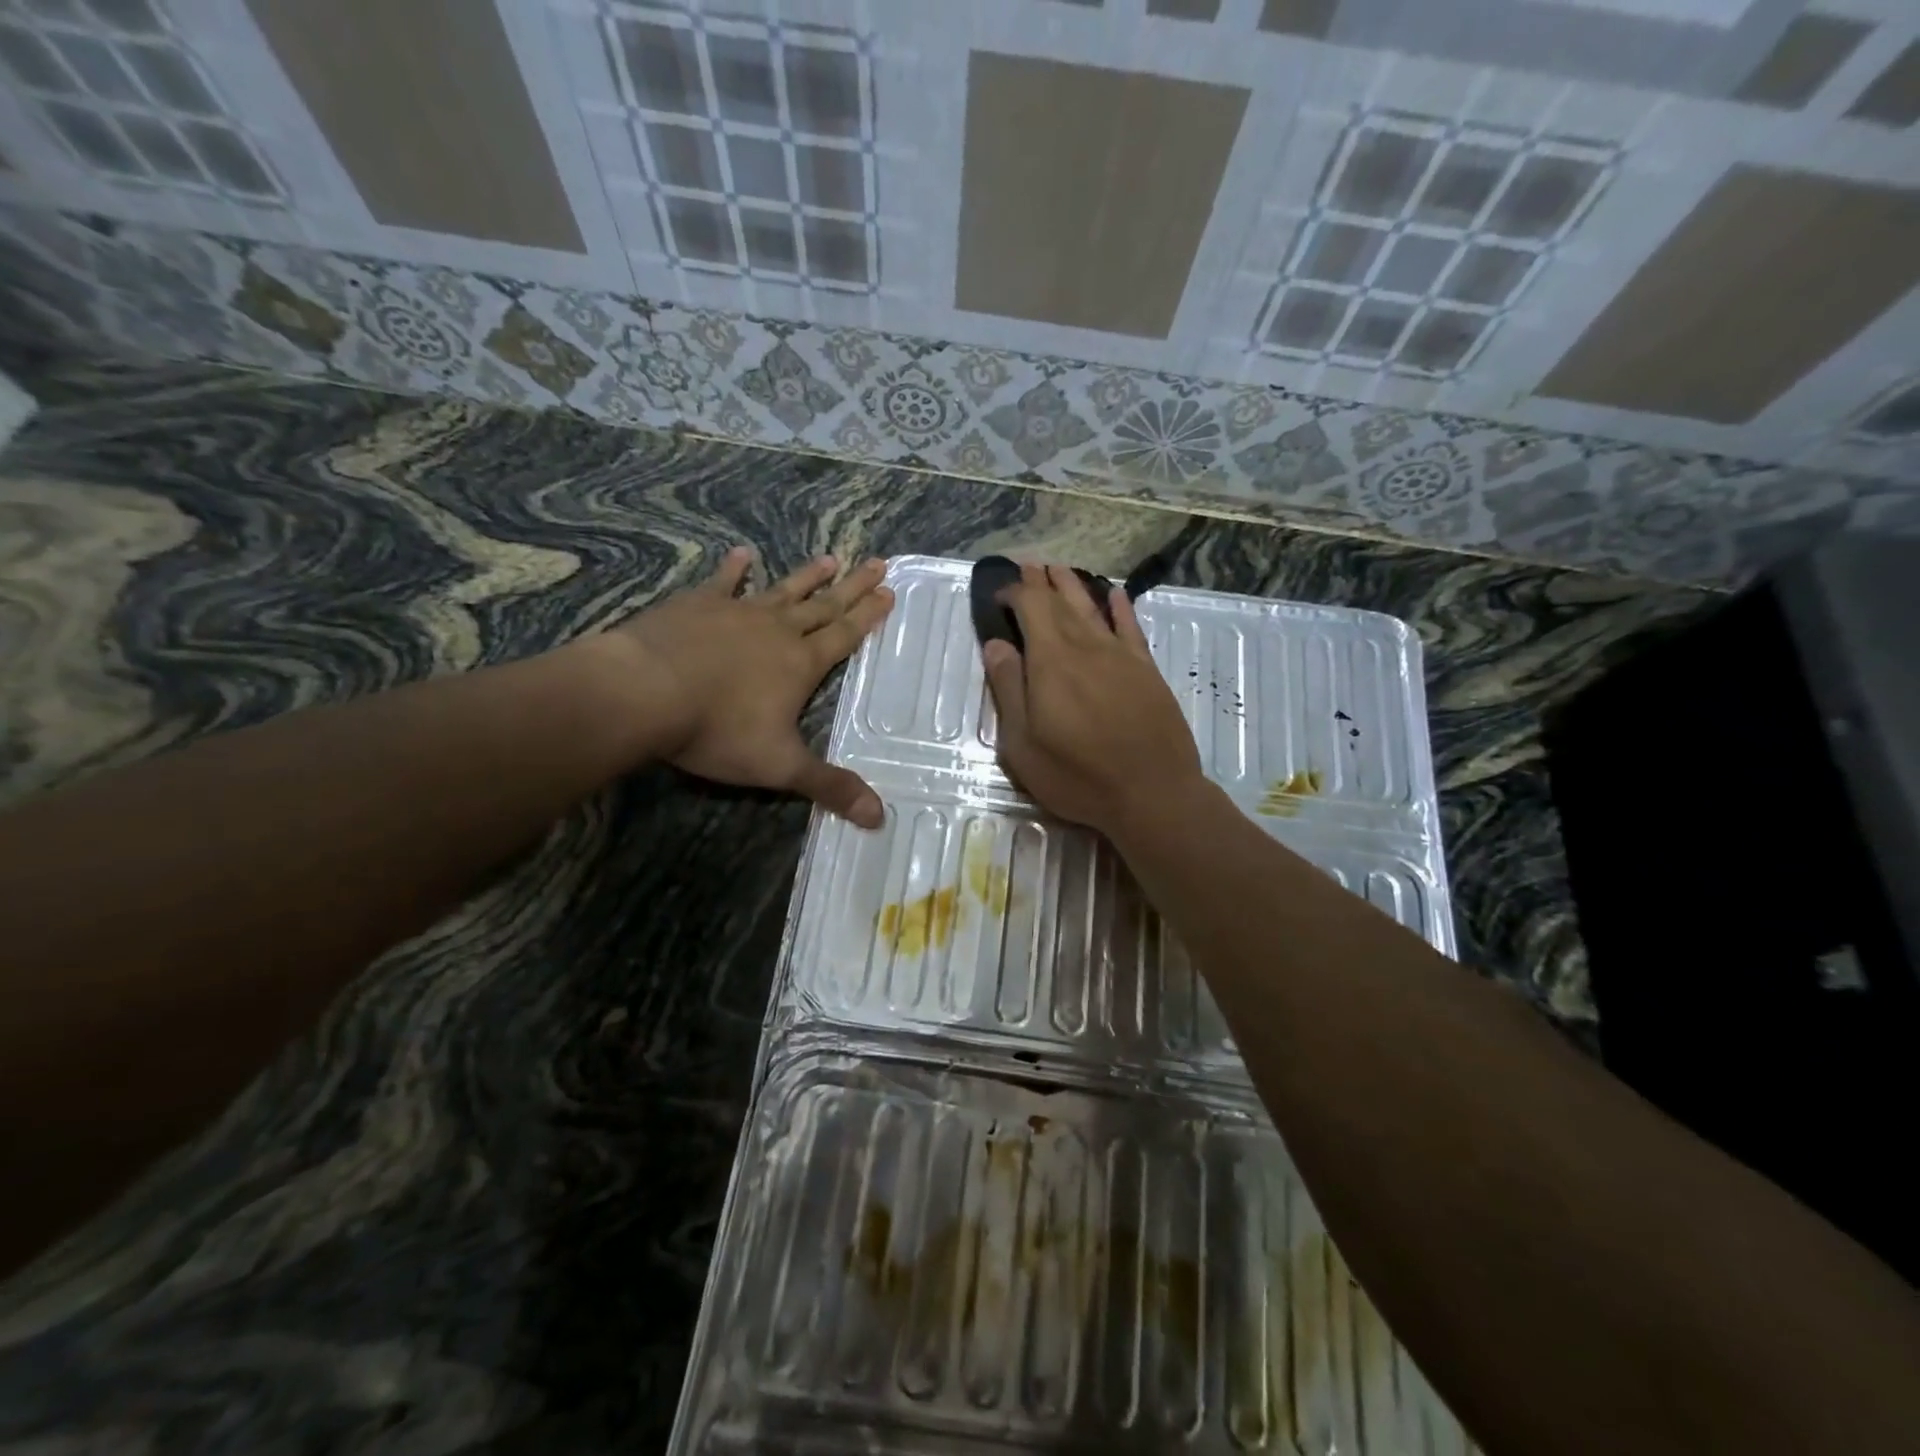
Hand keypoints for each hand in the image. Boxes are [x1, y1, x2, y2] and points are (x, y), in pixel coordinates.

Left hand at [600, 546, 893, 826]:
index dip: (869, 616)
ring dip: (808, 576)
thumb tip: (880, 818)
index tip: (889, 592)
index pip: (844, 635)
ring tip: (831, 558)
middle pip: (823, 605)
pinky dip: (734, 569)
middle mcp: (776, 630)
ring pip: (782, 590)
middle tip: (877, 563)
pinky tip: (742, 554)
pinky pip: (722, 582)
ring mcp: (736, 612)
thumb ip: (829, 786)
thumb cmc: (717, 730)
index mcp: (800, 663)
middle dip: (852, 587)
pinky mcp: (696, 605)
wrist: (644, 692)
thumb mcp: (780, 766)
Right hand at [983, 563, 1203, 837]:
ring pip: (1093, 608)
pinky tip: (1115, 594)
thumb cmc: (1077, 775)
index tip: (999, 594)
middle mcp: (1086, 647)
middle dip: (1041, 582)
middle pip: (1060, 602)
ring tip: (1059, 568)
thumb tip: (996, 645)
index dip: (1013, 593)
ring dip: (1073, 586)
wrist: (1152, 793)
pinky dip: (1121, 608)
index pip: (1031, 607)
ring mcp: (1121, 656)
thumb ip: (1008, 689)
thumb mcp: (1023, 744)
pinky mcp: (1147, 671)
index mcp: (1051, 661)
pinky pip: (1131, 628)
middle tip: (1028, 564)